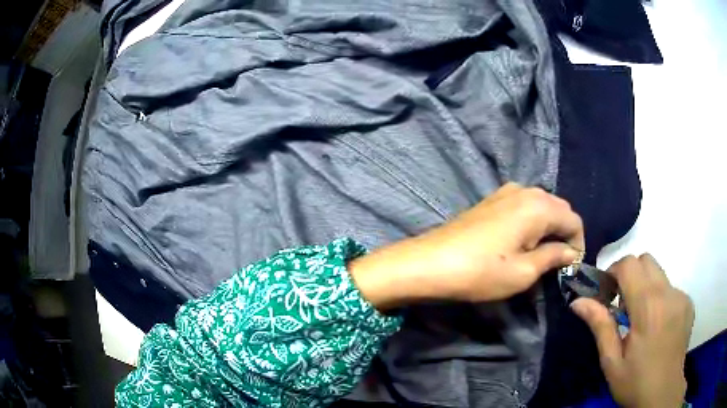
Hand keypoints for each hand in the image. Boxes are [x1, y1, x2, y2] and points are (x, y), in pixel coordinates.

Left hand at [350, 183, 583, 307]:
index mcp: (539, 205)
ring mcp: (505, 192)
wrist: (430, 263)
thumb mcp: (524, 272)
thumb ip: (553, 257)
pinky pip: (524, 207)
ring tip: (542, 254)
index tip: (572, 267)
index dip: (578, 244)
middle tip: (559, 262)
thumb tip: (570, 253)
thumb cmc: (480, 272)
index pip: (573, 220)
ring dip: (548, 228)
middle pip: (559, 209)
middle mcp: (525, 191)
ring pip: (541, 206)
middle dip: (564, 234)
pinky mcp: (491, 200)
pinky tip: (523, 242)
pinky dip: (532, 222)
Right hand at [570, 254, 693, 407]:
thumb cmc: (635, 382)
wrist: (663, 394)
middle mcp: (668, 293)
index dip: (614, 271)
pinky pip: (670, 288)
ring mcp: (681, 296)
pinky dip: (659, 298)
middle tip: (622, 304)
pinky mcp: (688, 303)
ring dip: (645, 287)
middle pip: (646, 260)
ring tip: (640, 318)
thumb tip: (578, 301)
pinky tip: (657, 325)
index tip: (607, 292)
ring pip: (659, 274)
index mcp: (648, 307)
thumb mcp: (611, 361)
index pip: (630, 264)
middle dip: (630, 275)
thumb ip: (600, 326)